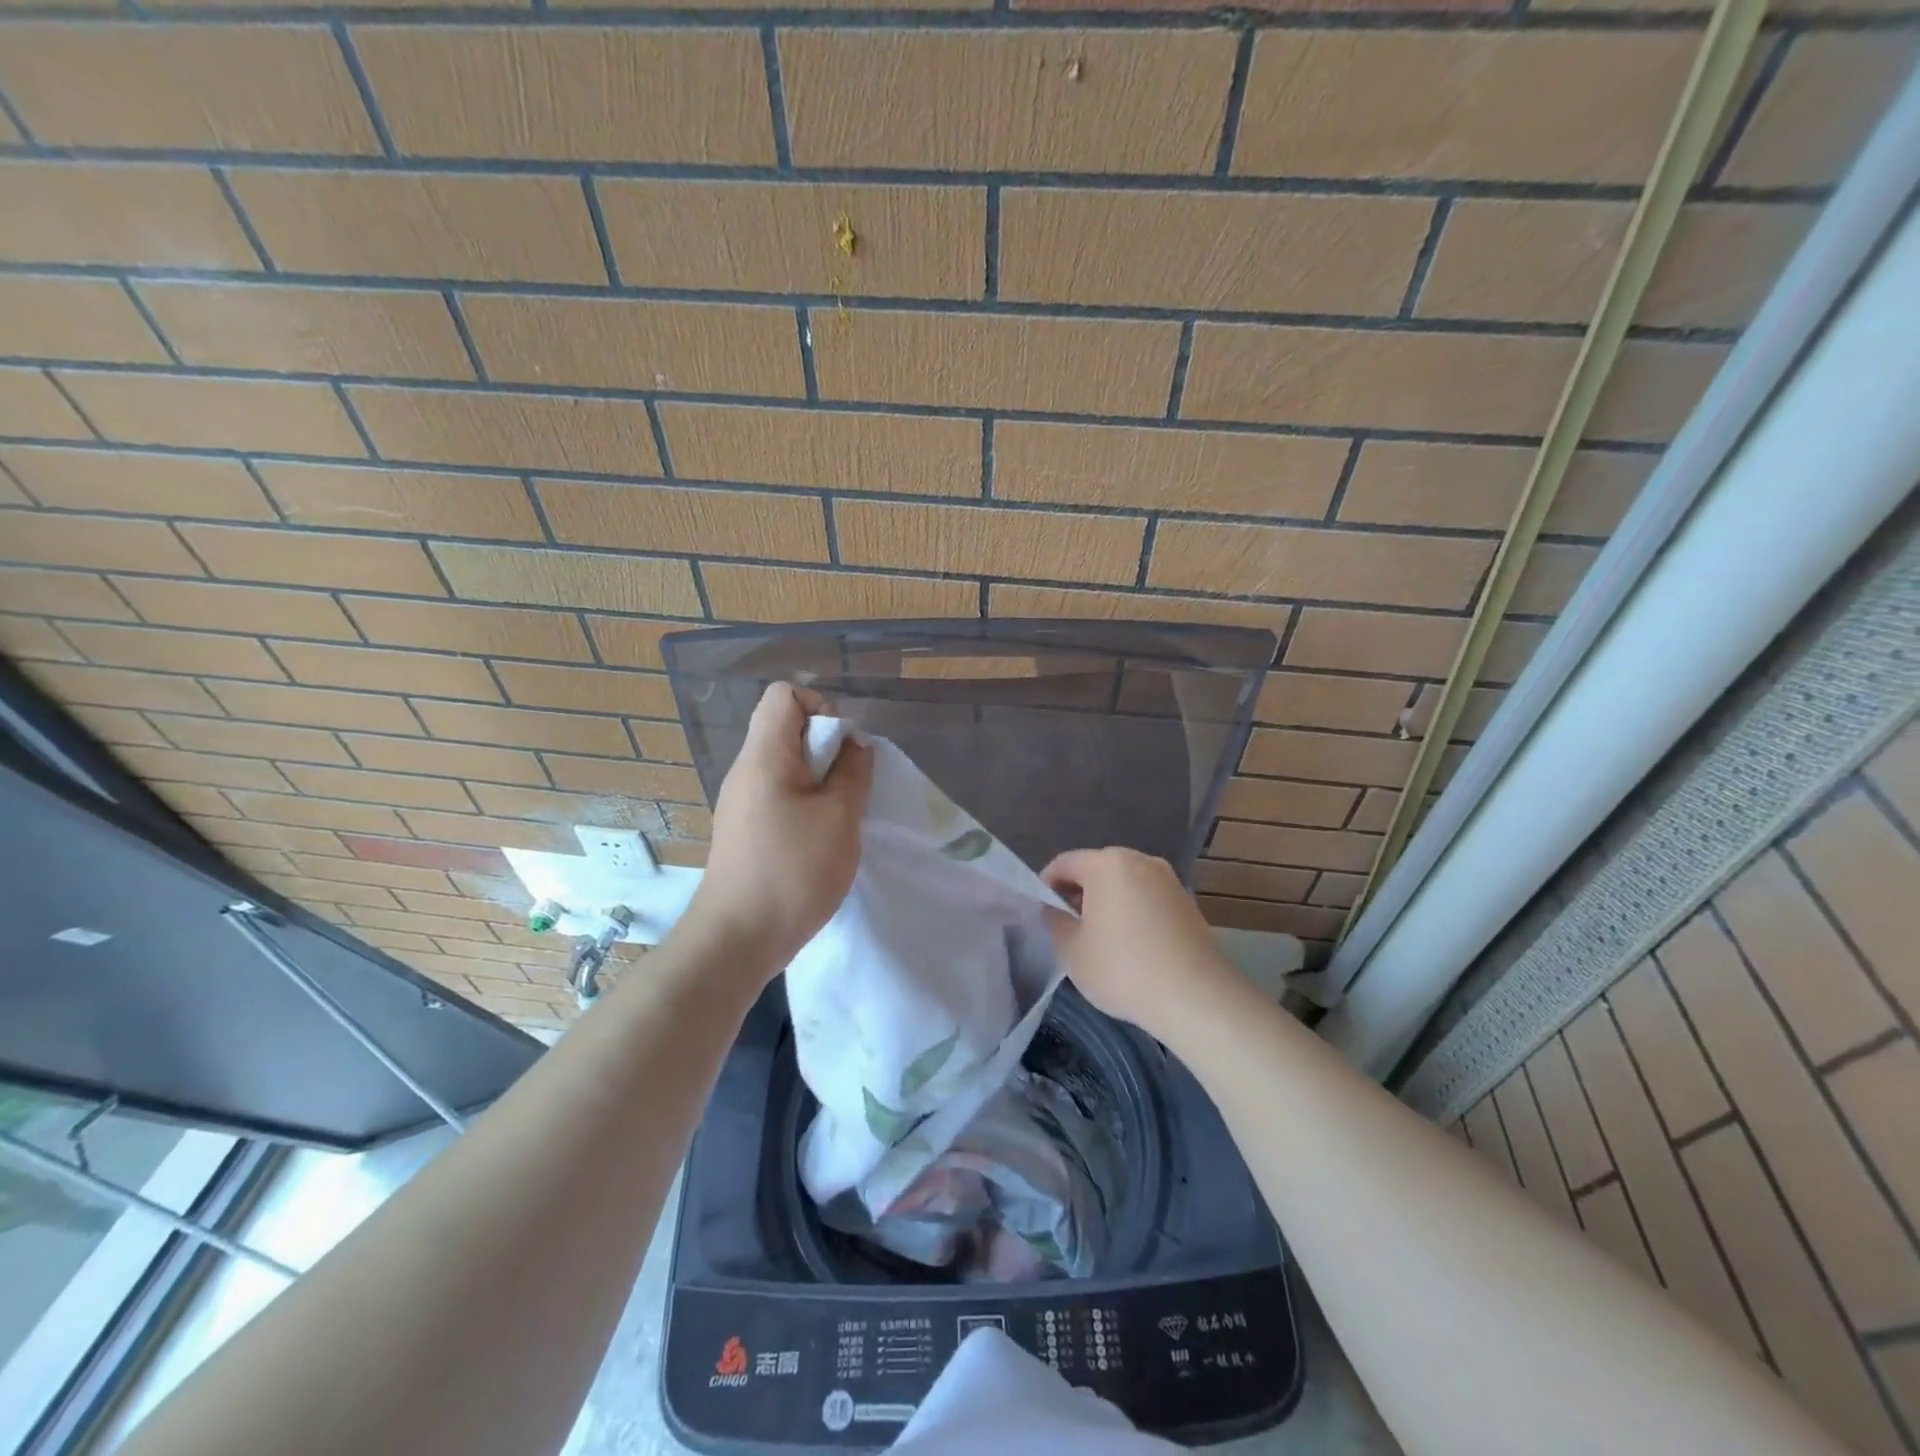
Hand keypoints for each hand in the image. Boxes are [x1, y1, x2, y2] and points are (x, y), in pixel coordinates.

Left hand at [685, 682, 871, 973]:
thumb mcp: (839, 817)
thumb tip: (854, 745)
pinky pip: (779, 794)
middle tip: (848, 786)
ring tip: (839, 815)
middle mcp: (746, 770)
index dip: (820, 707)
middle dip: (826, 747)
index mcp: (764, 756)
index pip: (784, 695)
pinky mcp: (745, 828)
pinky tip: (821, 838)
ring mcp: (742, 801)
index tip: (842, 747)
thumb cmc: (792, 871)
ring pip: (786, 765)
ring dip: (820, 779)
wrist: (737, 939)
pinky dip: (806, 803)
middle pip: (786, 728)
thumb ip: (853, 772)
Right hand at [1040, 848, 1239, 1035]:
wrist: (1195, 996)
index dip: (1046, 884)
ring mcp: (1169, 880)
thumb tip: (1053, 909)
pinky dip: (1134, 912)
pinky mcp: (1188, 903)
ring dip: (1108, 902)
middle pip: (1097, 869)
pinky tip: (1131, 944)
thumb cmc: (1122, 968)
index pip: (1064, 863)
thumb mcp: (1072, 950)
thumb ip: (1055, 921)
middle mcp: (1140, 861)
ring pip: (1125, 883)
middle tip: (1067, 924)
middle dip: (1078, 892)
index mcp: (1107, 864)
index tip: (1040, 911)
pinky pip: (1148, 899)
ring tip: (1099, 937)